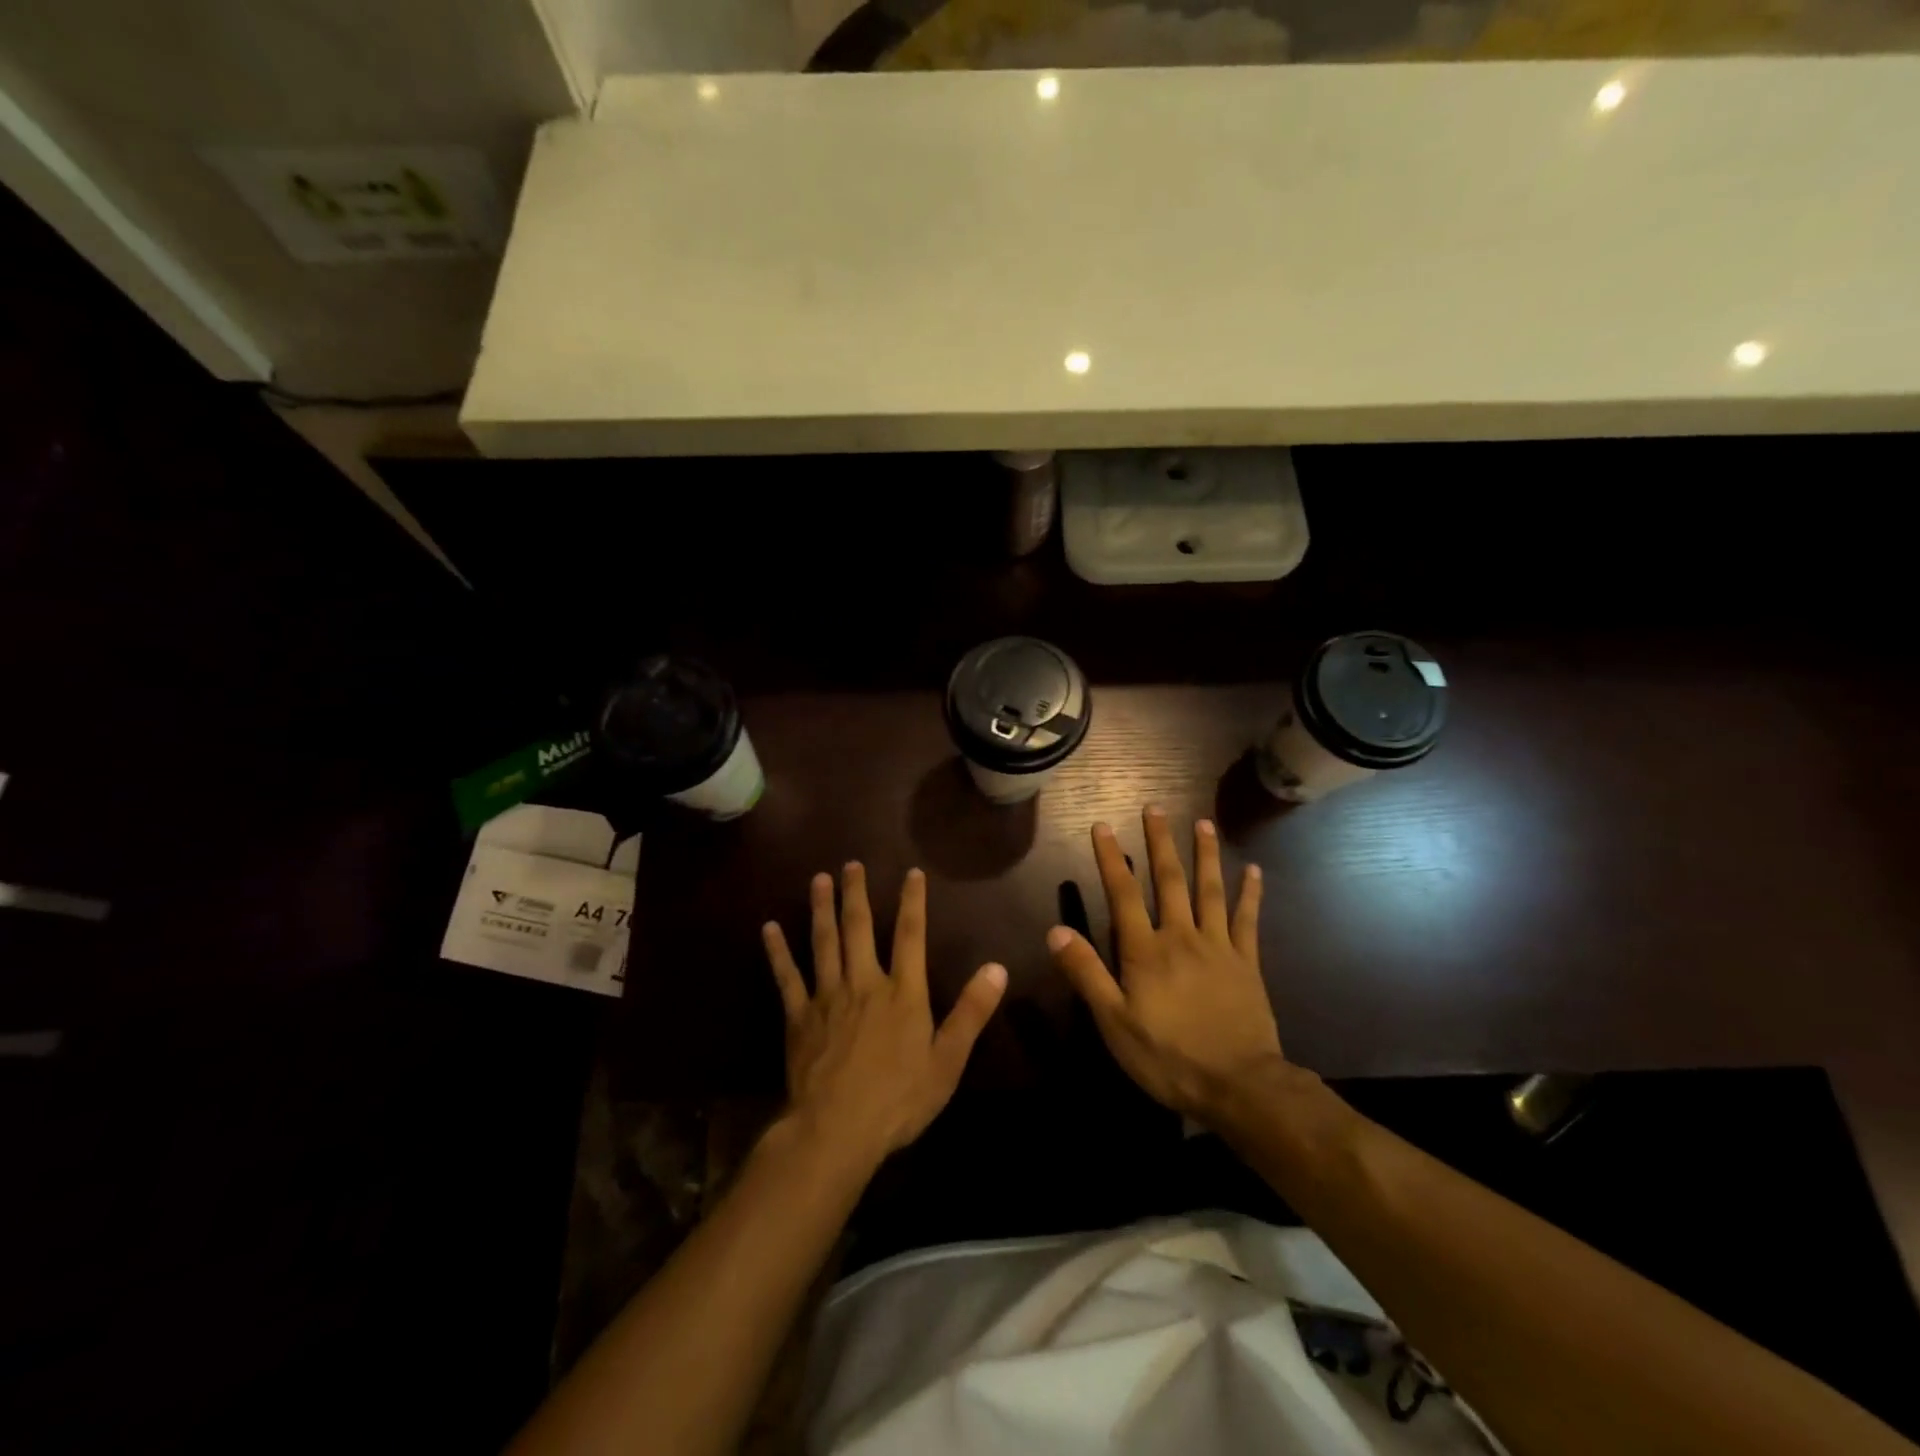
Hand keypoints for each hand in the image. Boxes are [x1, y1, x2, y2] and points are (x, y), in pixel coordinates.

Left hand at [763, 863, 1007, 1171]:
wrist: (837, 1130)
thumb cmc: (898, 1099)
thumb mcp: (947, 1060)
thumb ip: (971, 1012)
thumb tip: (997, 968)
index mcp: (902, 992)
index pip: (911, 935)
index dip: (913, 901)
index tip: (912, 872)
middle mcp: (864, 983)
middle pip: (860, 928)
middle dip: (857, 894)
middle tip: (852, 864)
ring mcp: (827, 997)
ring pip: (823, 942)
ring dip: (821, 908)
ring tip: (819, 879)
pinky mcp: (799, 1016)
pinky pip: (787, 977)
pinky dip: (778, 951)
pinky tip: (769, 928)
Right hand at [1048, 806, 1284, 1122]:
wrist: (1239, 1086)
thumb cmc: (1168, 1056)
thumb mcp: (1114, 1022)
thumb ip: (1086, 974)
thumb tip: (1056, 931)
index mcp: (1146, 950)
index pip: (1123, 894)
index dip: (1111, 859)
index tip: (1103, 826)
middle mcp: (1181, 936)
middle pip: (1169, 880)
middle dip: (1159, 842)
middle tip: (1155, 808)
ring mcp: (1218, 946)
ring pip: (1210, 890)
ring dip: (1205, 855)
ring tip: (1202, 824)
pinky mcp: (1247, 963)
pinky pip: (1248, 920)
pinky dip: (1250, 894)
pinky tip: (1254, 871)